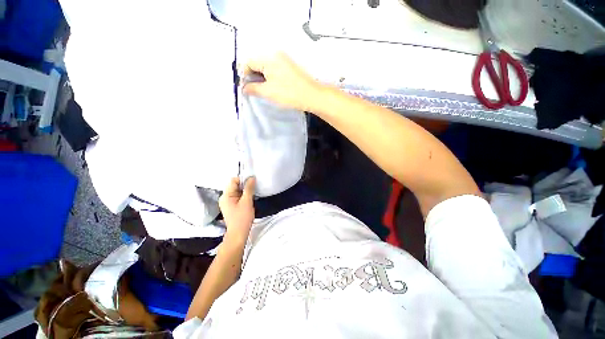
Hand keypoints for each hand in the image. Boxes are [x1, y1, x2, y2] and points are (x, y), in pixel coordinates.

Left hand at [219, 177, 255, 242]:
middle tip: (254, 189)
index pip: (233, 180)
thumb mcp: (247, 201)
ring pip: (237, 191)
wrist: (238, 234)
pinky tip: (249, 200)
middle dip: (245, 186)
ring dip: (245, 191)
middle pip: (235, 185)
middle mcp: (224, 197)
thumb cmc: (242, 218)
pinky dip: (244, 196)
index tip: (252, 183)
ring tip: (252, 195)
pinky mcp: (231, 206)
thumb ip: (249, 188)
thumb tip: (251, 177)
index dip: (243, 179)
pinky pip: (238, 197)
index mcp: (226, 195)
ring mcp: (227, 202)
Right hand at [242, 52, 322, 111]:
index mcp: (268, 57)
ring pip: (266, 66)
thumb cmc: (289, 94)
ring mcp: (284, 59)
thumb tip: (244, 87)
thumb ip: (253, 88)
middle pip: (257, 62)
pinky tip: (272, 87)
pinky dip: (270, 77)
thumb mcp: (268, 92)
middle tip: (254, 90)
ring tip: (263, 90)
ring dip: (262, 77)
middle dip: (253, 76)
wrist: (312, 96)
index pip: (248, 62)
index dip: (244, 75)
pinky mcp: (289, 66)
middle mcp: (275, 54)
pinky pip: (274, 68)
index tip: (245, 88)